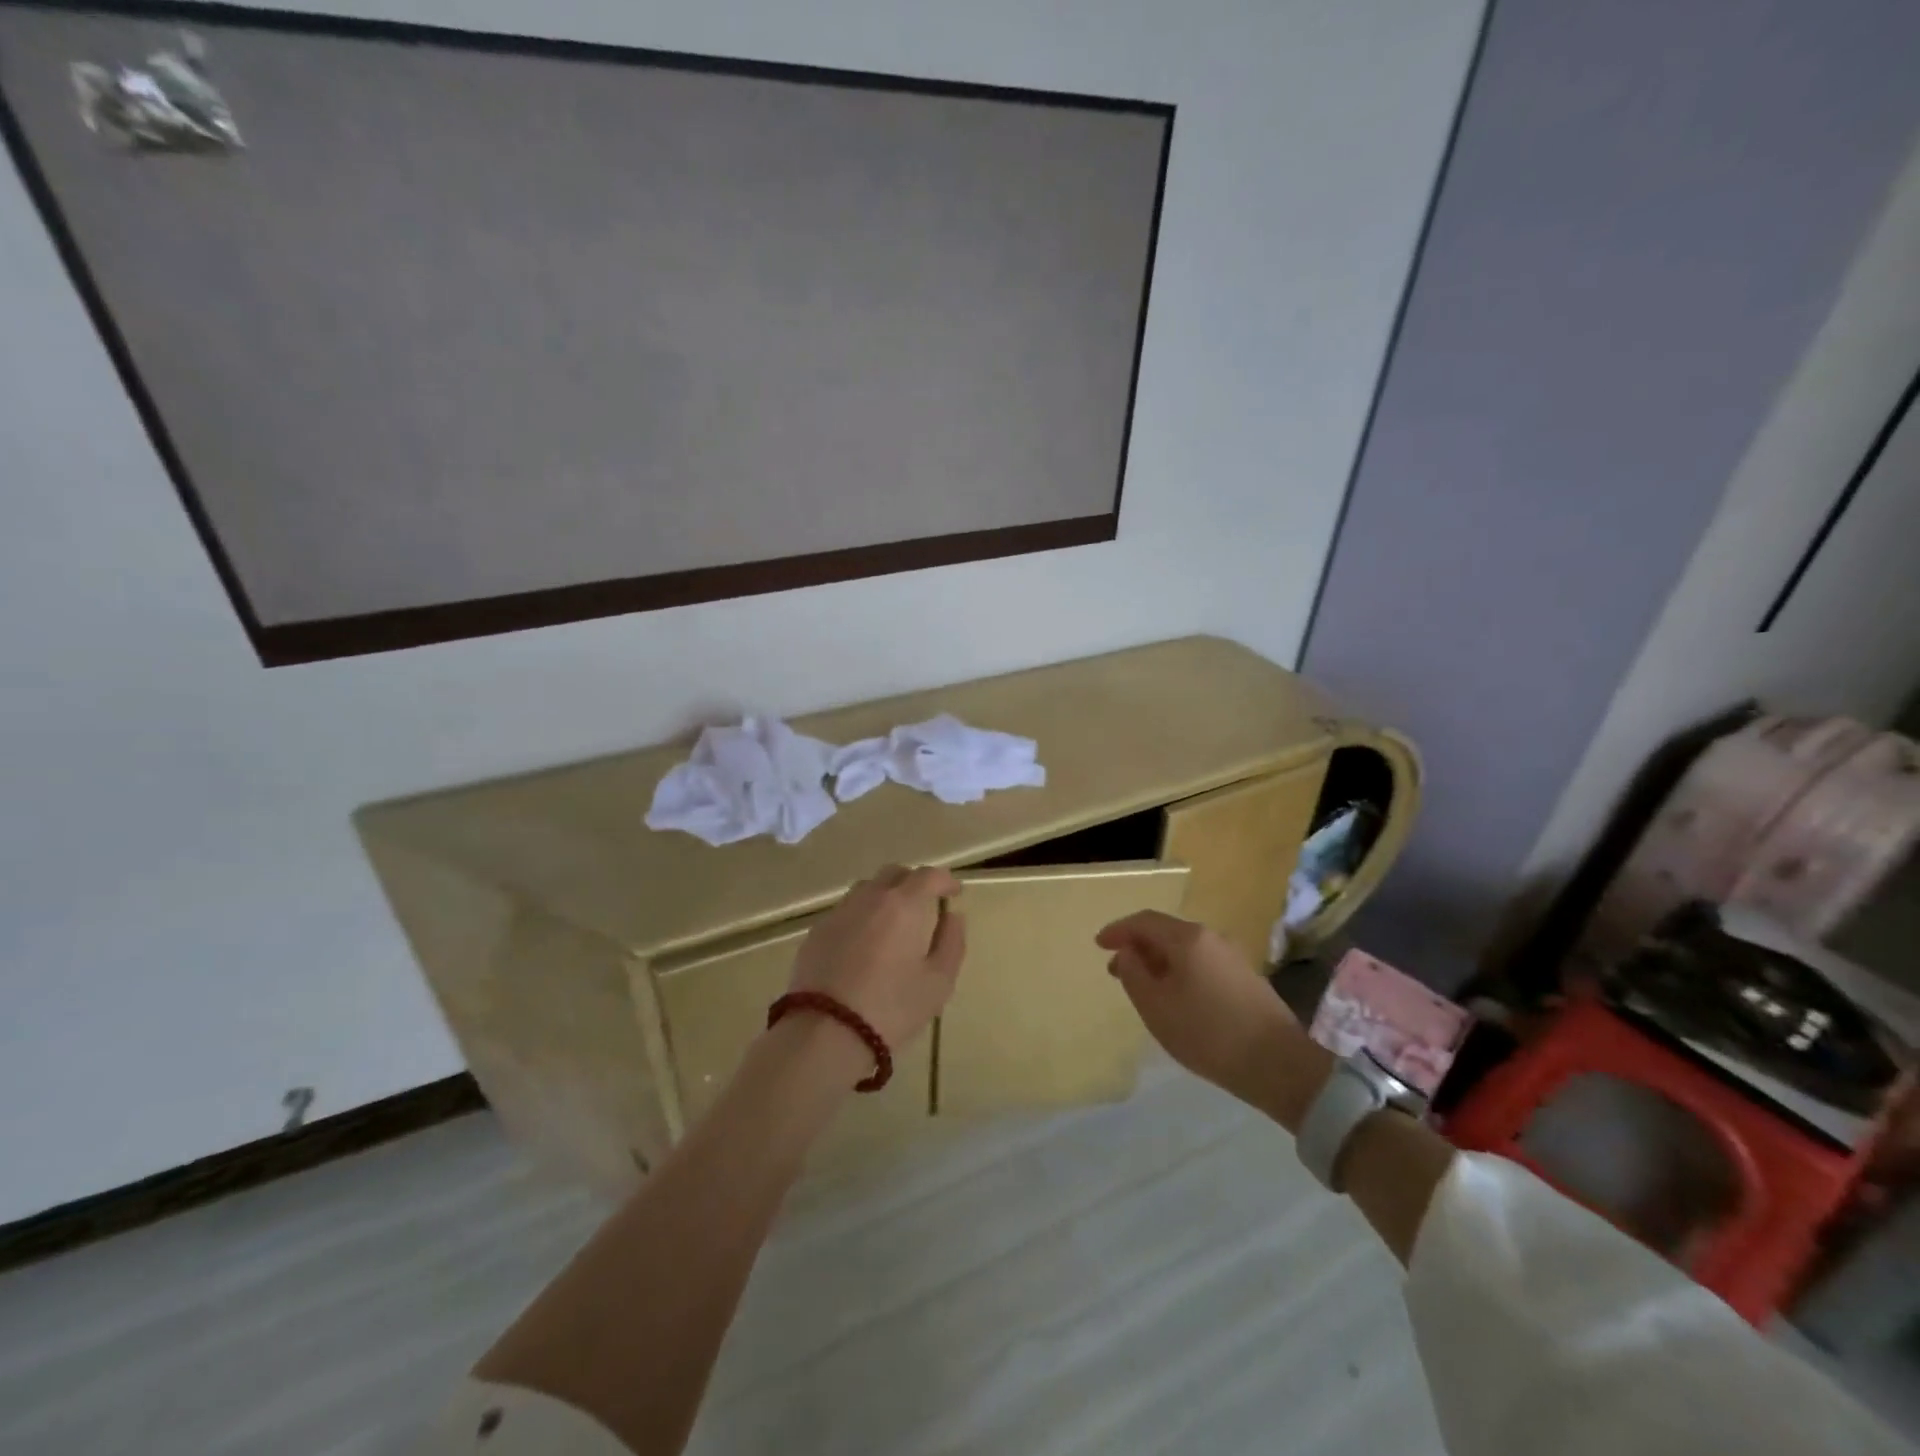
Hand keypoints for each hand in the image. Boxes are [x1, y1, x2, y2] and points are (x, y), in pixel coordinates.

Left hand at [788, 864, 965, 1050]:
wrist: (825, 1032)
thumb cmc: (892, 1008)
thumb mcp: (938, 982)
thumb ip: (952, 942)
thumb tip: (953, 916)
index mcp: (903, 904)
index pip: (928, 875)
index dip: (945, 880)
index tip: (955, 892)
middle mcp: (869, 898)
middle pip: (894, 874)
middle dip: (913, 882)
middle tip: (924, 905)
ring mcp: (839, 913)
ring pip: (866, 889)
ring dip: (884, 897)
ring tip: (893, 924)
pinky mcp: (816, 933)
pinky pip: (845, 912)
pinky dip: (861, 918)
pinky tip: (863, 946)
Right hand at [1096, 910, 1328, 1128]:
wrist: (1279, 1064)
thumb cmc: (1207, 1033)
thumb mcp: (1156, 1007)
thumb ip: (1134, 973)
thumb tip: (1128, 952)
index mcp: (1187, 938)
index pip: (1144, 921)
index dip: (1118, 930)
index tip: (1098, 944)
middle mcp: (1211, 938)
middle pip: (1165, 932)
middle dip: (1137, 947)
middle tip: (1116, 970)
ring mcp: (1232, 957)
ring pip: (1184, 950)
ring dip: (1159, 961)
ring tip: (1143, 987)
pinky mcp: (1245, 978)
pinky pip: (1201, 963)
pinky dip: (1179, 971)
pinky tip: (1175, 997)